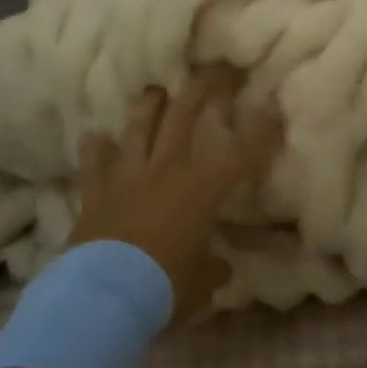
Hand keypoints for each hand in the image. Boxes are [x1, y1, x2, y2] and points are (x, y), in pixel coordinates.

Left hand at [67, 70, 280, 321]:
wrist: (103, 297)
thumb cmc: (164, 287)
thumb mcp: (199, 284)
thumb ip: (210, 270)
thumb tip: (219, 268)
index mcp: (201, 189)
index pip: (241, 155)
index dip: (260, 131)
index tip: (273, 105)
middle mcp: (165, 172)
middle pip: (183, 119)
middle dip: (201, 90)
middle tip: (211, 69)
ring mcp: (127, 180)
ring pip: (138, 131)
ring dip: (147, 108)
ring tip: (155, 89)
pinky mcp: (95, 197)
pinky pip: (94, 167)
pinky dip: (95, 152)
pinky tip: (93, 136)